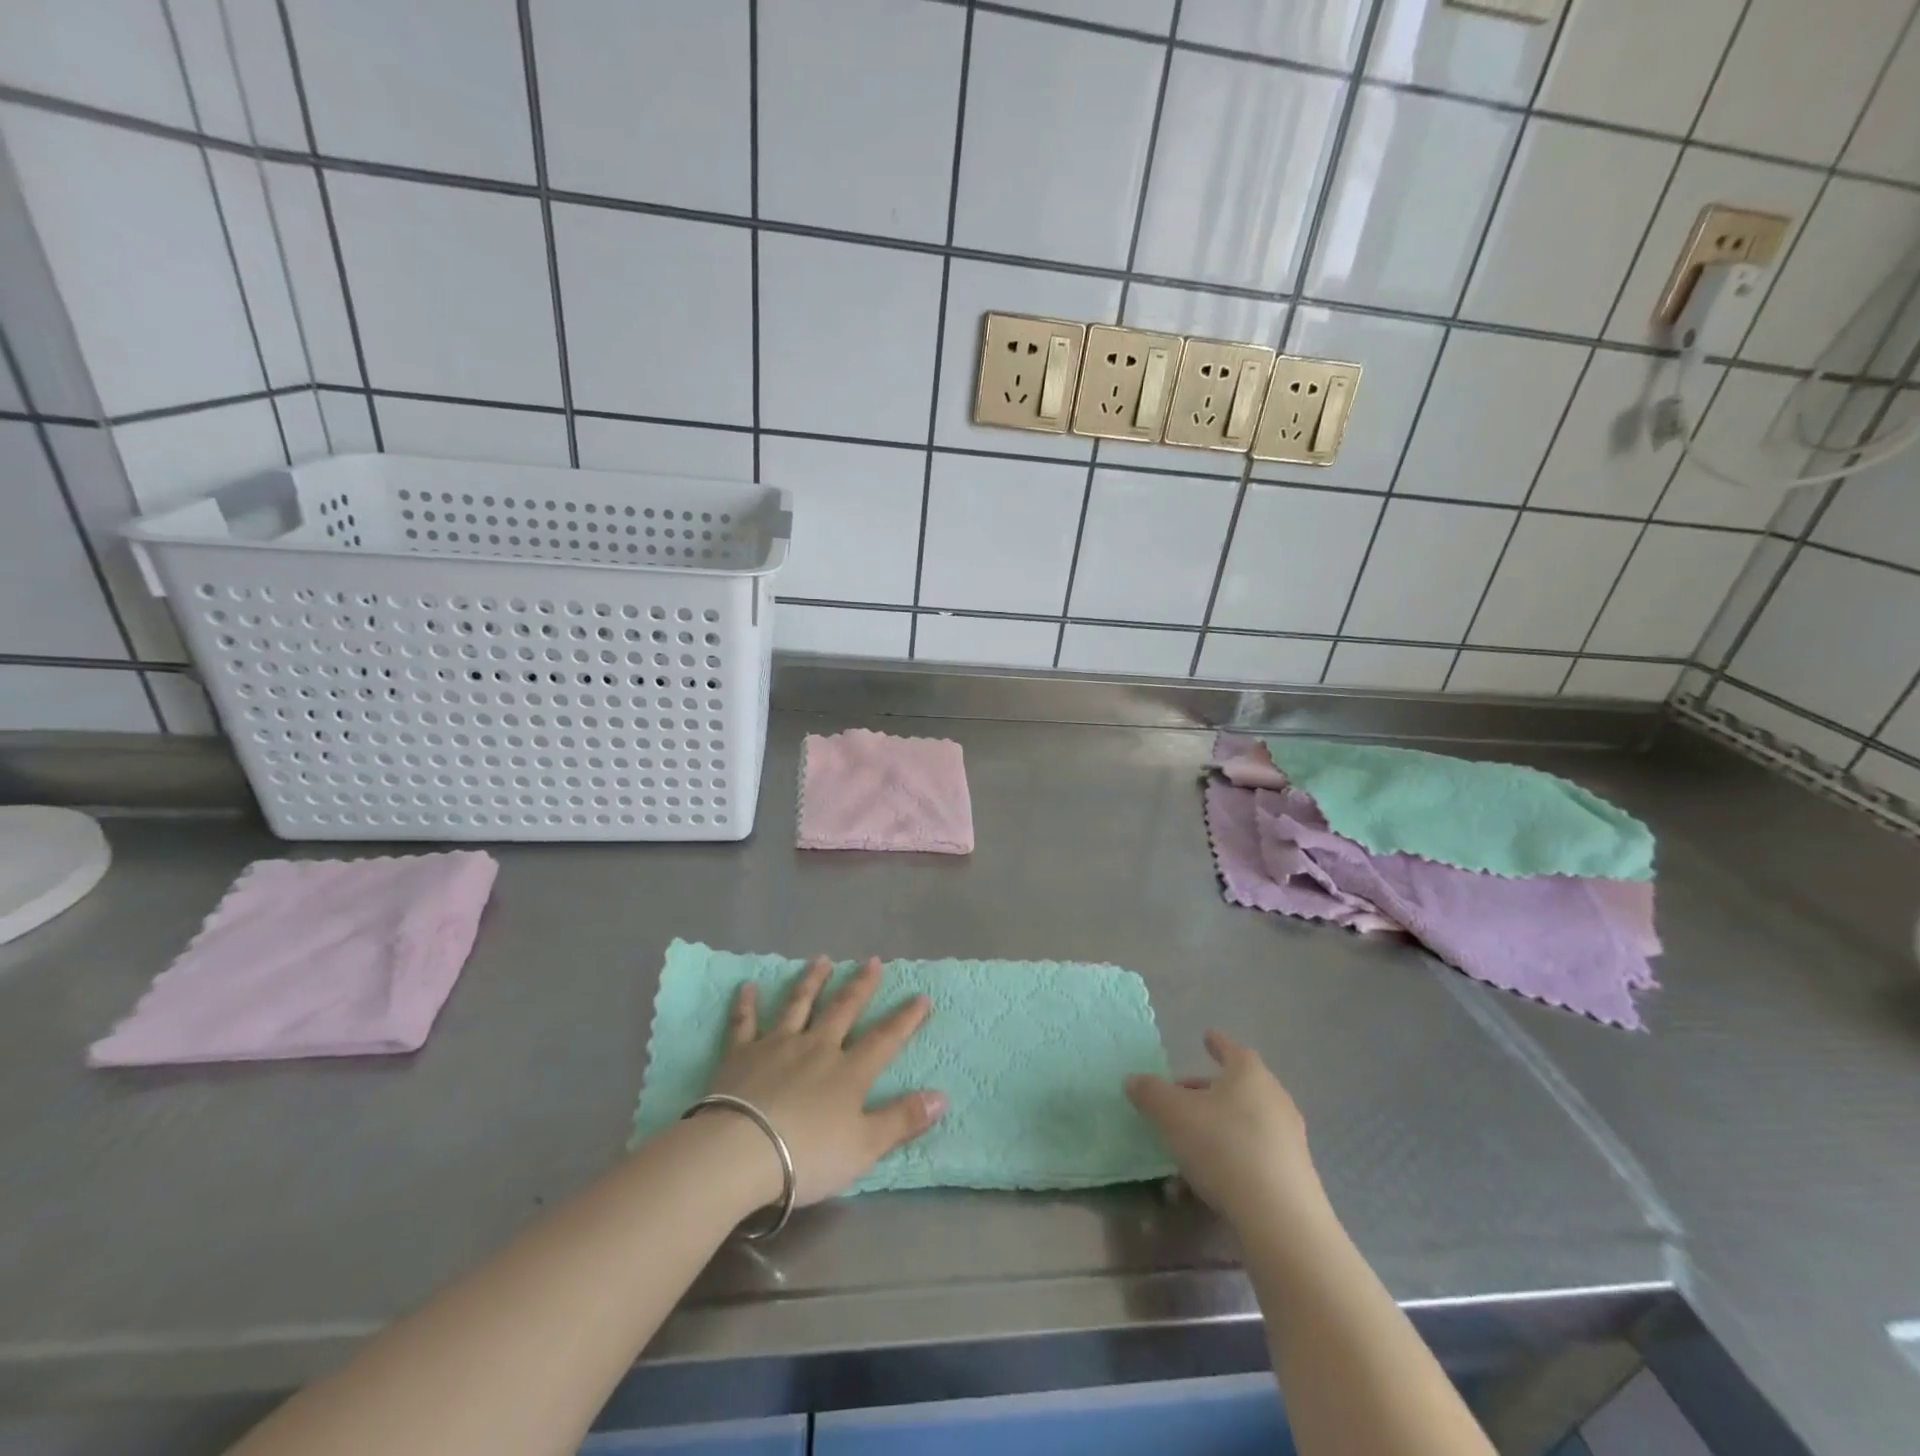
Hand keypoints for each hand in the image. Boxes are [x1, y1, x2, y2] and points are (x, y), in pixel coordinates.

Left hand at [701, 957, 945, 1204]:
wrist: (740, 1152)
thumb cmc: (807, 1154)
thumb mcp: (864, 1146)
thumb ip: (902, 1119)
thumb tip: (942, 1096)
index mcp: (848, 1071)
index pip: (885, 1039)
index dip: (905, 1018)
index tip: (921, 996)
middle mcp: (816, 1047)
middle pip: (843, 1010)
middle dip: (860, 985)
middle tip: (872, 961)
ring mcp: (777, 1046)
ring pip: (798, 1005)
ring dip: (812, 981)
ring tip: (822, 960)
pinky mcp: (740, 1055)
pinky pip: (744, 1023)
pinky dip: (746, 1003)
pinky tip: (747, 986)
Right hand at [1125, 1030, 1323, 1228]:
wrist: (1280, 1219)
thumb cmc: (1223, 1147)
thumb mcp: (1172, 1114)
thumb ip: (1150, 1092)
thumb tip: (1133, 1079)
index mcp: (1249, 1075)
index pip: (1232, 1049)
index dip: (1216, 1043)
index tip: (1206, 1037)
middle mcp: (1274, 1099)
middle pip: (1237, 1087)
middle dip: (1207, 1091)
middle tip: (1181, 1097)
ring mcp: (1288, 1138)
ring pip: (1243, 1123)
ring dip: (1214, 1129)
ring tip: (1184, 1146)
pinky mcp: (1293, 1175)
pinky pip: (1252, 1156)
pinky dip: (1228, 1159)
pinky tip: (1203, 1183)